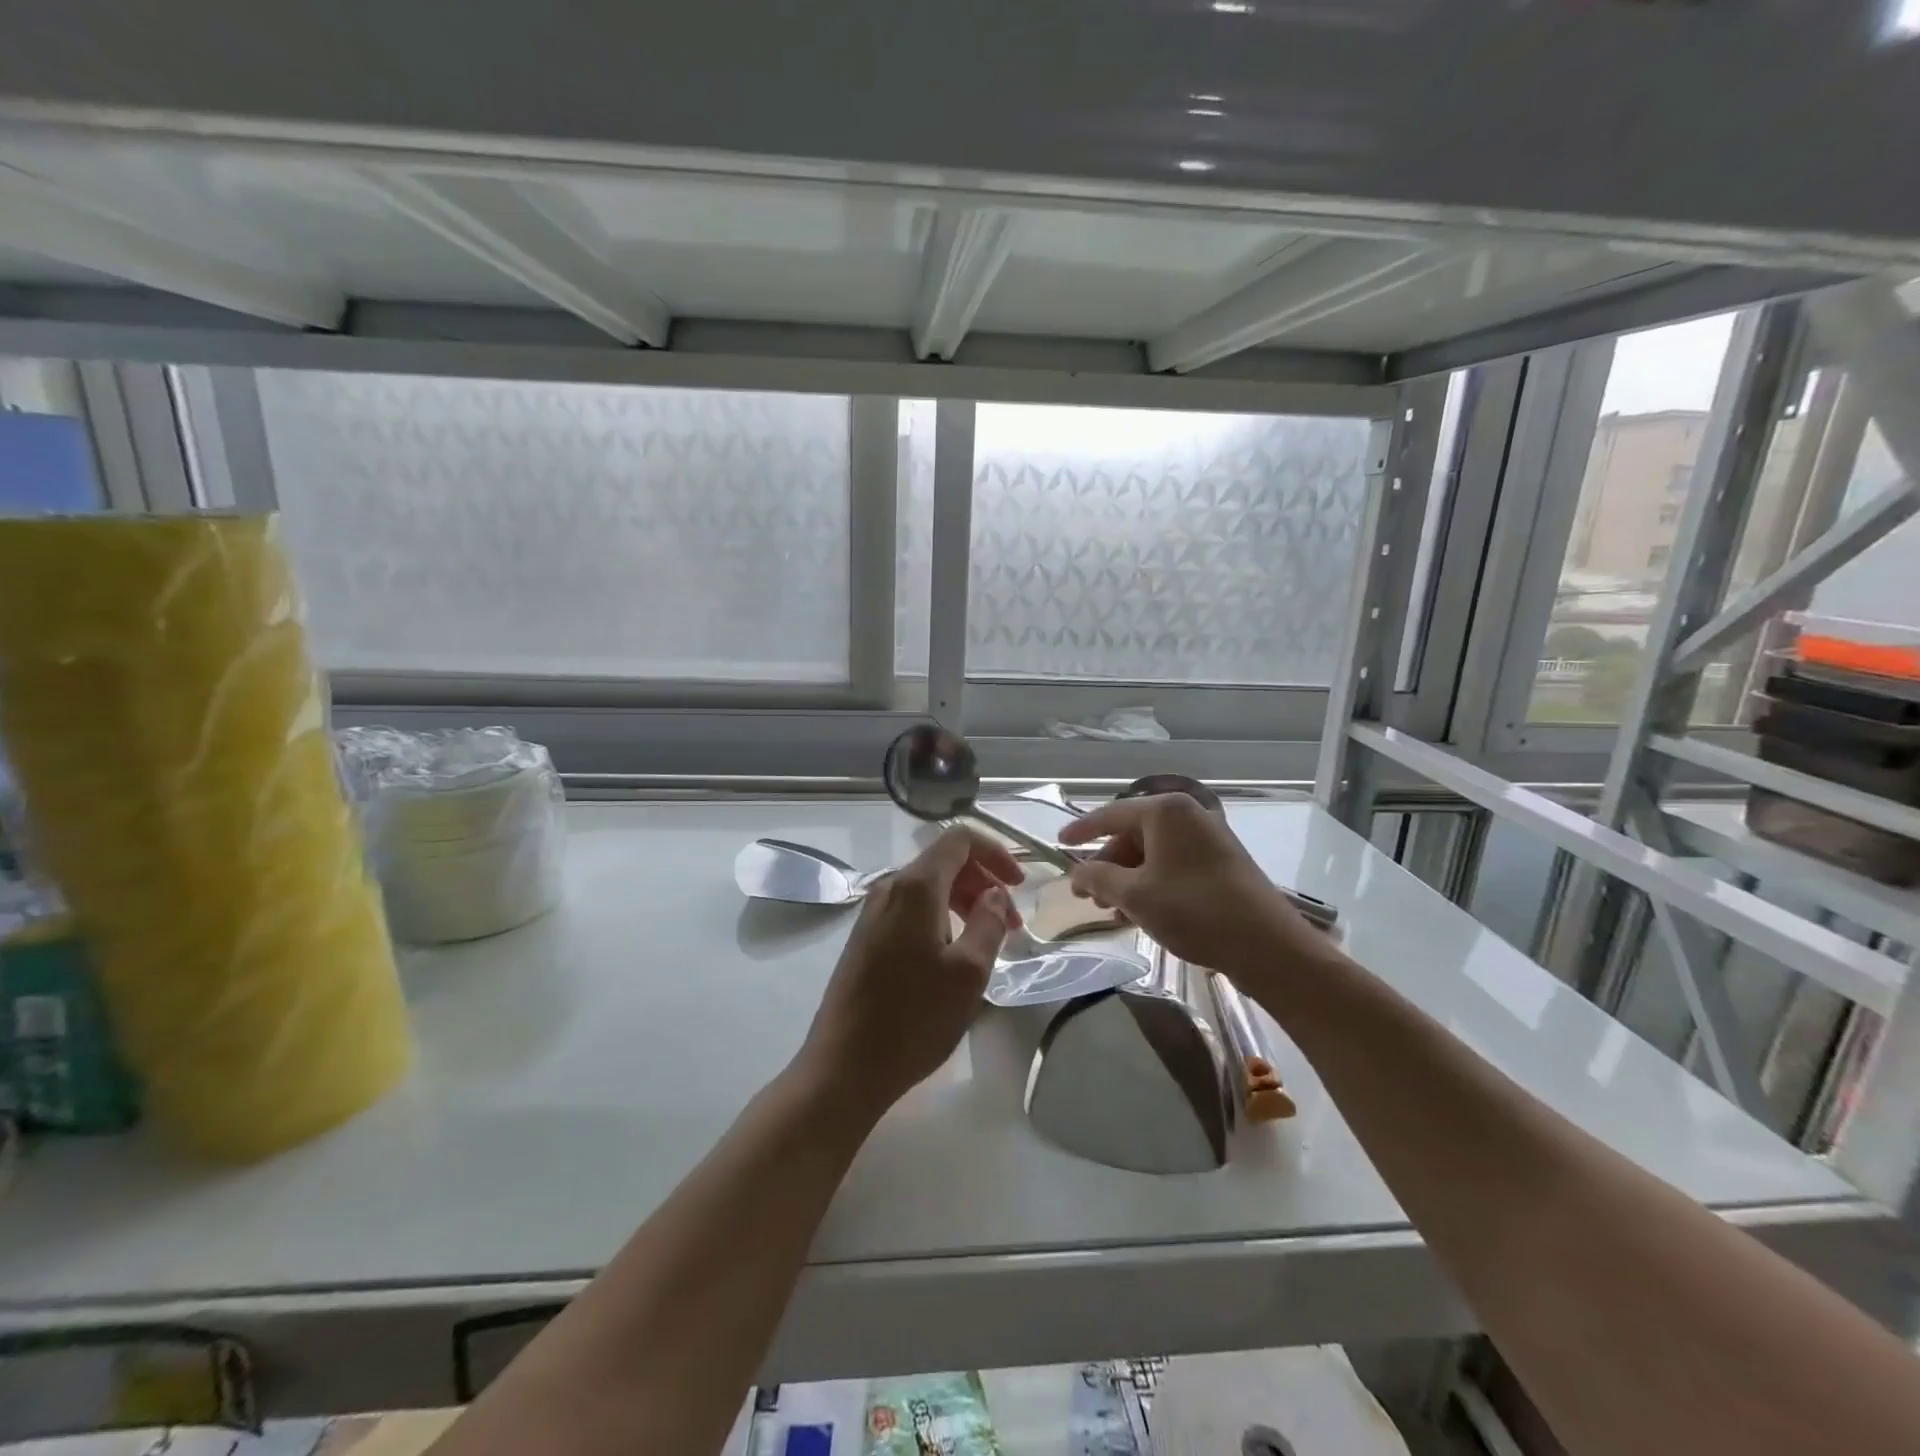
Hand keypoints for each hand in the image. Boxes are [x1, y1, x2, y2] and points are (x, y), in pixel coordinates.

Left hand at [798, 827, 1023, 1112]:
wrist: (844, 1066)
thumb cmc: (914, 1018)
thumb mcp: (968, 972)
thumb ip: (988, 922)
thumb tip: (995, 892)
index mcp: (916, 887)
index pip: (959, 840)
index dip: (995, 852)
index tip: (1020, 885)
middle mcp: (890, 888)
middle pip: (944, 861)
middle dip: (984, 881)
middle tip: (1012, 923)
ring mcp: (873, 913)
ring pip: (928, 887)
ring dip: (964, 901)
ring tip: (989, 939)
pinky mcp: (866, 937)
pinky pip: (911, 909)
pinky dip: (941, 917)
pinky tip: (954, 953)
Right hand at [1059, 794, 1321, 977]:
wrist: (1268, 946)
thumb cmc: (1194, 911)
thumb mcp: (1135, 896)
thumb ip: (1098, 879)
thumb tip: (1076, 872)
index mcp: (1165, 812)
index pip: (1110, 814)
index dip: (1081, 830)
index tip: (1059, 843)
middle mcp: (1188, 816)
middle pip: (1132, 835)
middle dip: (1107, 865)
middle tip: (1087, 896)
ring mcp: (1209, 838)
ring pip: (1153, 853)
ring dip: (1128, 880)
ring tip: (1113, 912)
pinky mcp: (1222, 863)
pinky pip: (1173, 865)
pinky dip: (1152, 884)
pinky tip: (1142, 913)